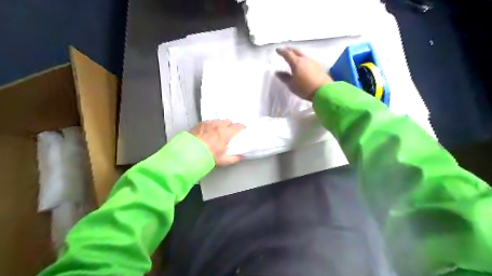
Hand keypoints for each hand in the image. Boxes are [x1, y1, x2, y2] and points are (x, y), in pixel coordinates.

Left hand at [188, 120, 245, 165]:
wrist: (189, 153)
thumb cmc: (208, 156)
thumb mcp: (223, 160)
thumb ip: (234, 158)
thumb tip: (241, 157)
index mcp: (226, 133)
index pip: (238, 126)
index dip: (241, 127)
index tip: (242, 129)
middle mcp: (218, 125)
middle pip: (228, 121)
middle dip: (230, 125)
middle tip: (229, 132)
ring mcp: (208, 123)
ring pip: (218, 121)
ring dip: (220, 125)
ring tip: (218, 131)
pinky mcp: (200, 124)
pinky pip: (209, 122)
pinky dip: (211, 126)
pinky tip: (208, 132)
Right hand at [275, 48, 332, 100]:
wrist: (323, 90)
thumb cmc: (304, 88)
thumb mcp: (291, 84)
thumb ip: (284, 77)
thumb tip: (278, 72)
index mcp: (296, 62)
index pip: (287, 54)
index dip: (282, 51)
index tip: (277, 50)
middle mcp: (305, 59)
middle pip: (296, 51)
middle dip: (290, 50)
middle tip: (285, 50)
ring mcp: (313, 62)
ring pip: (303, 55)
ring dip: (297, 55)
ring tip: (294, 57)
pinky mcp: (318, 66)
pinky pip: (308, 60)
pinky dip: (303, 60)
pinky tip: (303, 65)